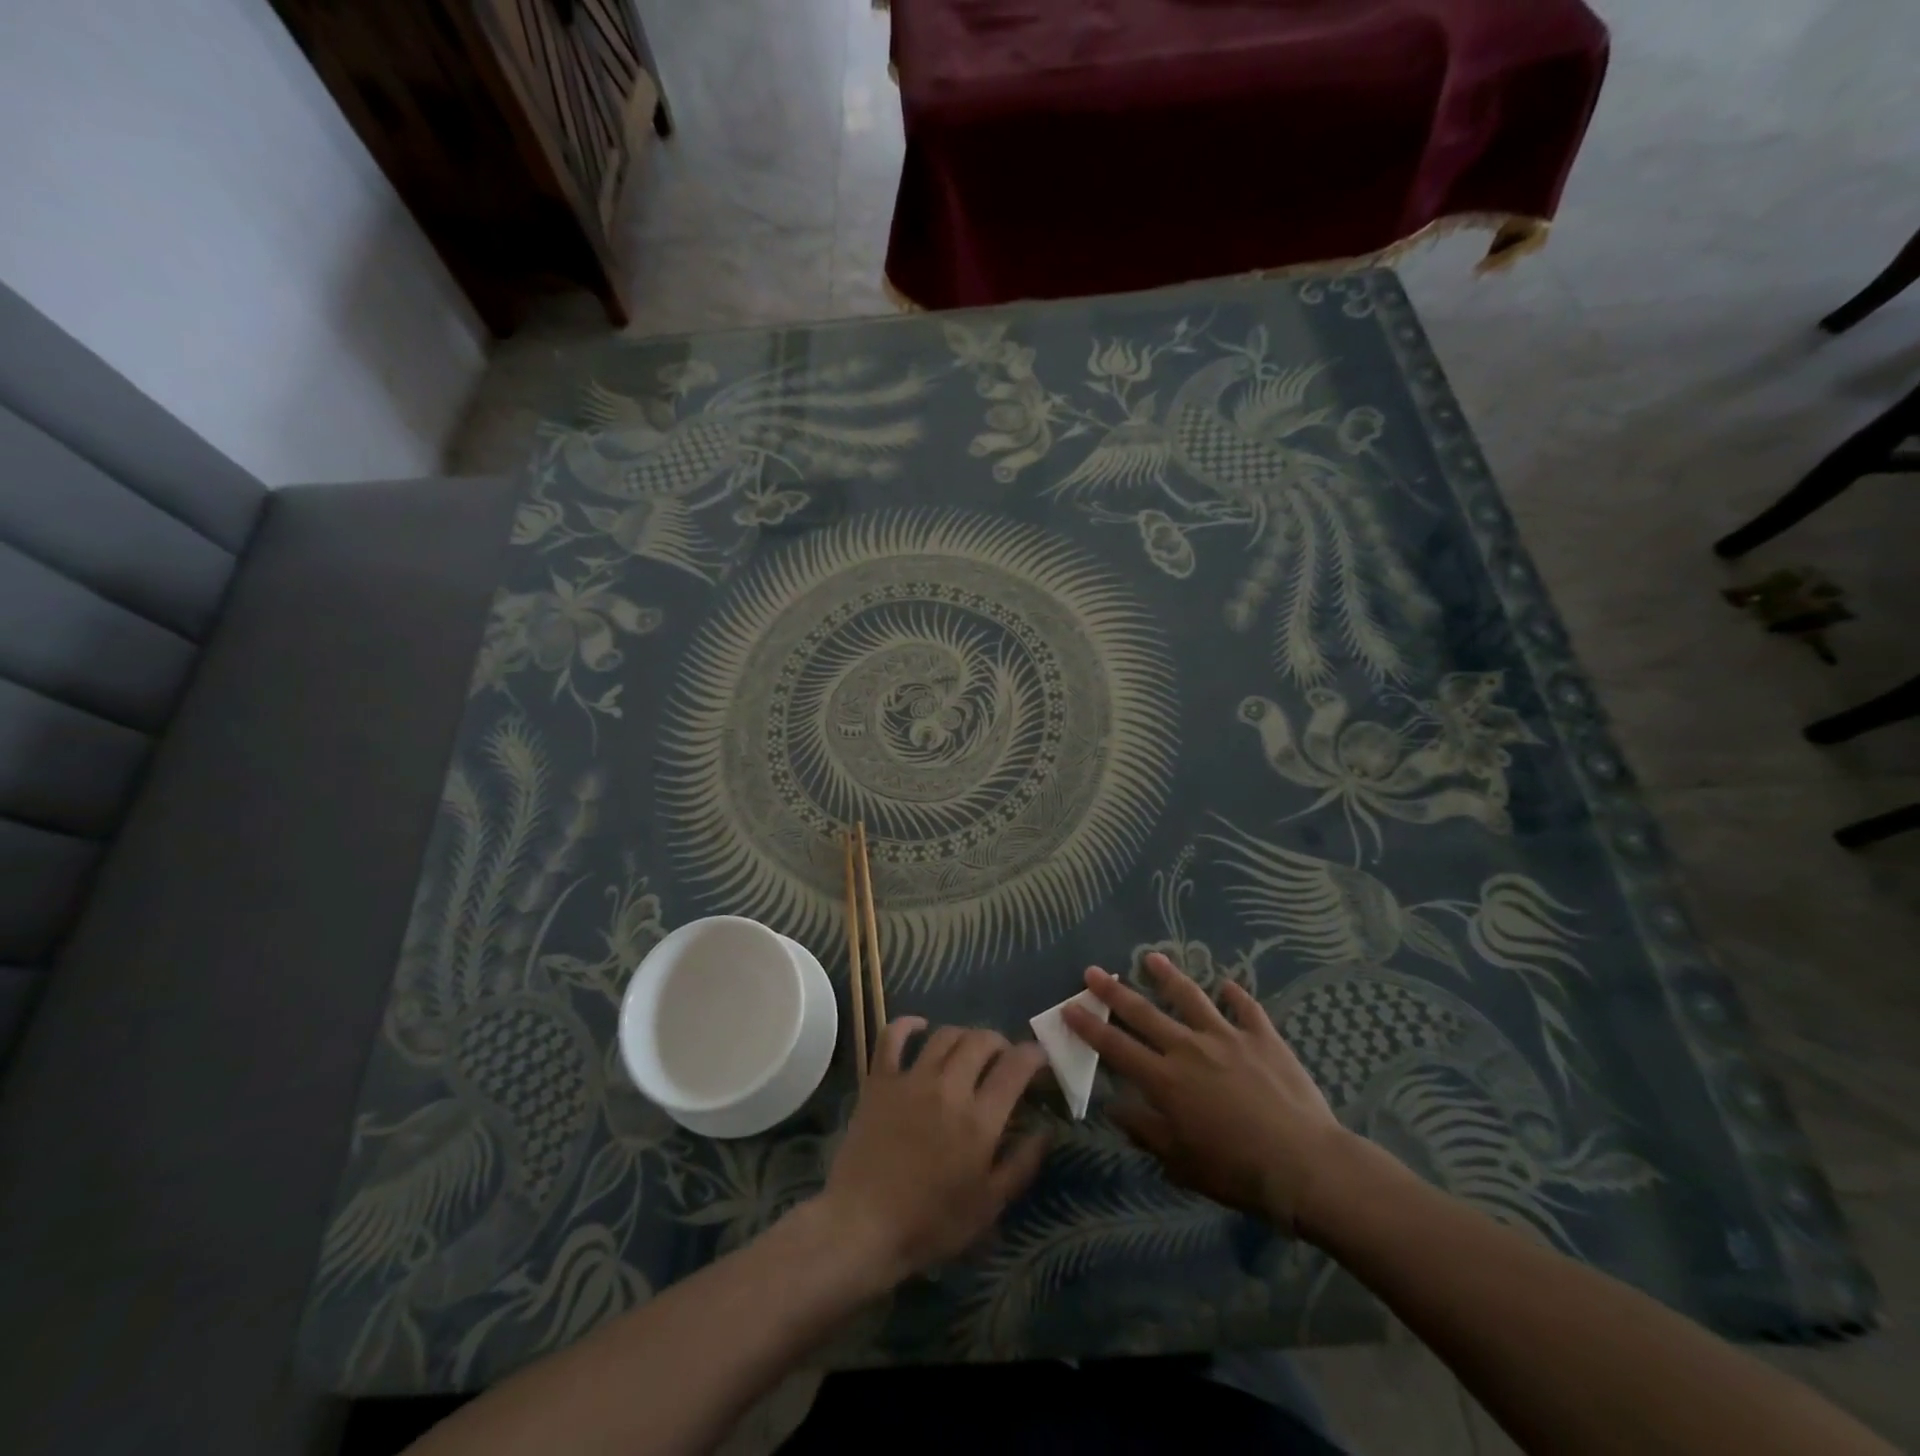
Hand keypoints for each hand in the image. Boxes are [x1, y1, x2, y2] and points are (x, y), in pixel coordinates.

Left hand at [813, 1019, 1050, 1284]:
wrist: (862, 1225)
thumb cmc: (930, 1223)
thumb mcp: (988, 1205)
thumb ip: (1022, 1164)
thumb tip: (1047, 1129)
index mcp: (979, 1119)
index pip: (1015, 1066)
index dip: (1033, 1054)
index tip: (1038, 1059)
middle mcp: (949, 1087)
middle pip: (981, 1041)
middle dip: (1000, 1042)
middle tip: (1003, 1058)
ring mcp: (911, 1079)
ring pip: (945, 1035)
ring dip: (964, 1035)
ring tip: (969, 1050)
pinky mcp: (879, 1080)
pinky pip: (892, 1036)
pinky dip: (908, 1025)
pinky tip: (920, 1027)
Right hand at [1063, 954, 1354, 1237]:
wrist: (1305, 1165)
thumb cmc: (1238, 1171)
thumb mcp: (1182, 1162)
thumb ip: (1145, 1131)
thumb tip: (1114, 1108)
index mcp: (1165, 1080)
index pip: (1117, 1047)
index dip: (1090, 1027)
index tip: (1069, 1007)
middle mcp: (1189, 1049)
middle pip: (1144, 1013)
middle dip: (1114, 991)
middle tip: (1092, 971)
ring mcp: (1228, 1037)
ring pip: (1191, 997)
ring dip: (1168, 976)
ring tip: (1151, 957)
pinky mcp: (1263, 1037)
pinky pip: (1246, 1008)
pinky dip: (1235, 995)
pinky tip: (1228, 984)